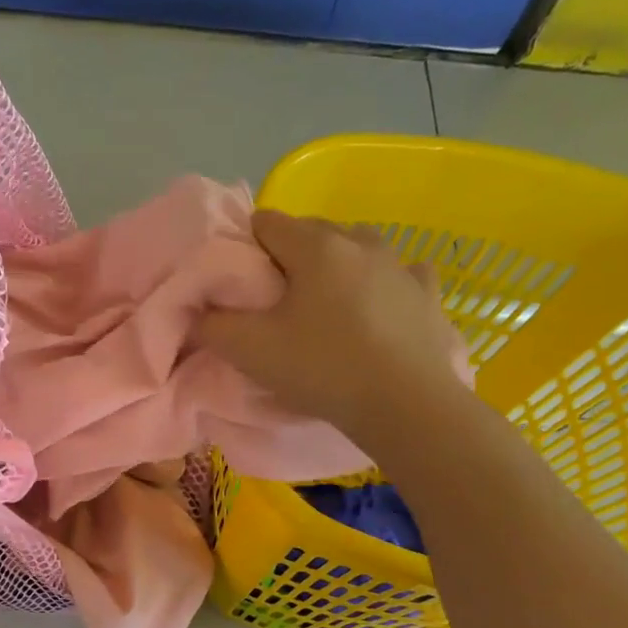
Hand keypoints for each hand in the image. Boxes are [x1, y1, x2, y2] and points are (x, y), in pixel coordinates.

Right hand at [200, 211, 473, 455]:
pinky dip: (384, 284)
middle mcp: (359, 241)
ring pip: (356, 248)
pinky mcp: (427, 293)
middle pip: (310, 231)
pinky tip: (378, 308)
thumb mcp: (248, 350)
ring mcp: (400, 264)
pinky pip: (401, 273)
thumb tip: (199, 309)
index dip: (245, 249)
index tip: (241, 287)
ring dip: (336, 266)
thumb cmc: (321, 368)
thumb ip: (211, 323)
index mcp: (314, 246)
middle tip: (276, 303)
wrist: (405, 404)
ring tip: (326, 307)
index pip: (265, 222)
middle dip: (288, 257)